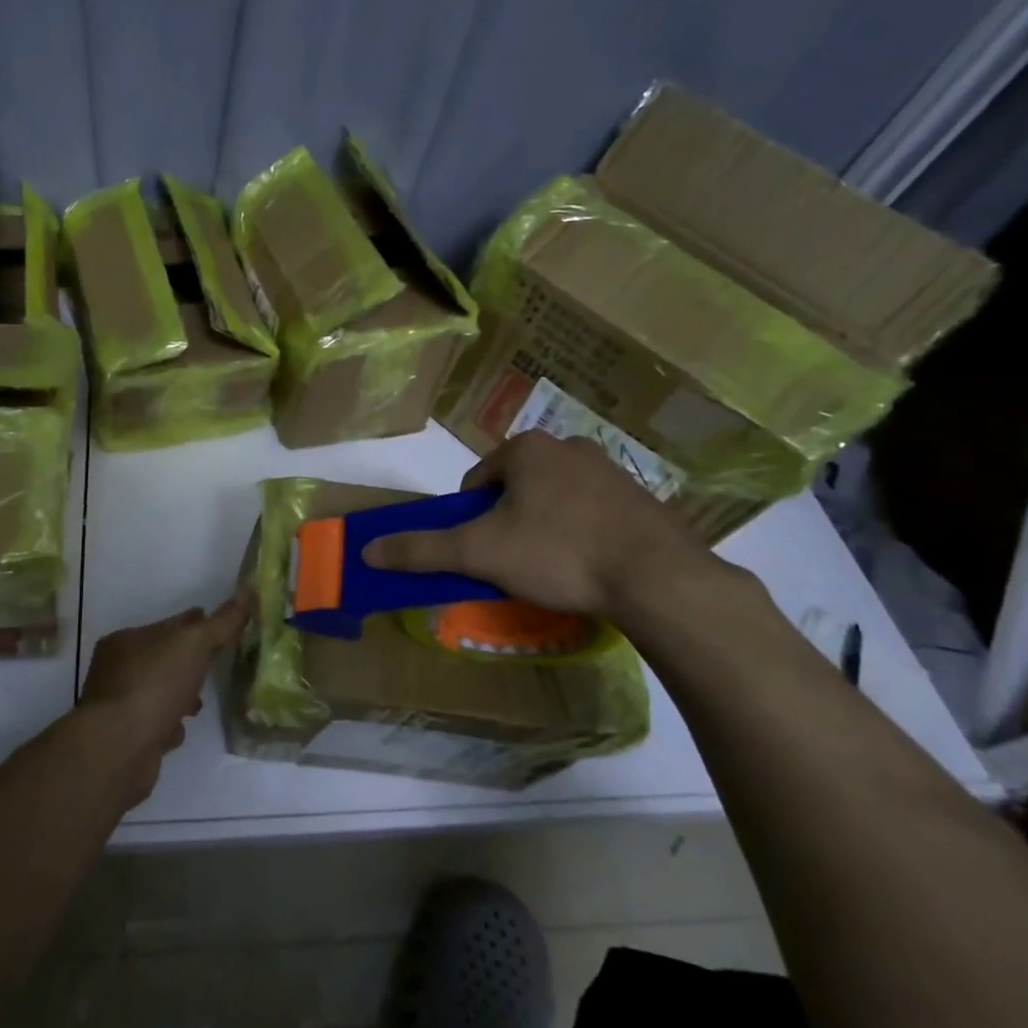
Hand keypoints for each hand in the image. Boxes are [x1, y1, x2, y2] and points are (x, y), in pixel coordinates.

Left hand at [80, 596, 249, 798]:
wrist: (120, 749)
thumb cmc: (154, 685)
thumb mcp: (194, 644)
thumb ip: (222, 622)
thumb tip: (248, 592)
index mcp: (126, 641)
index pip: (168, 625)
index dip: (195, 623)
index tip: (220, 626)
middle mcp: (117, 671)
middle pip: (162, 659)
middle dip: (187, 661)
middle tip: (215, 664)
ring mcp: (120, 707)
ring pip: (158, 694)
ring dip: (179, 695)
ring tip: (200, 703)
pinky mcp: (127, 740)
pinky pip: (154, 725)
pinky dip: (168, 725)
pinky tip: (182, 729)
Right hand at [363, 431, 711, 617]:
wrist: (660, 580)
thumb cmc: (559, 553)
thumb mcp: (479, 553)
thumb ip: (421, 550)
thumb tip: (367, 551)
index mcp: (528, 448)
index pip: (477, 481)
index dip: (470, 518)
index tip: (482, 552)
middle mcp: (569, 447)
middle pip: (515, 489)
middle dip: (507, 523)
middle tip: (513, 564)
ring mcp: (611, 471)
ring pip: (554, 500)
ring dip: (543, 529)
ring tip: (551, 571)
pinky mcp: (642, 499)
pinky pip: (592, 513)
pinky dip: (580, 536)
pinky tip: (588, 569)